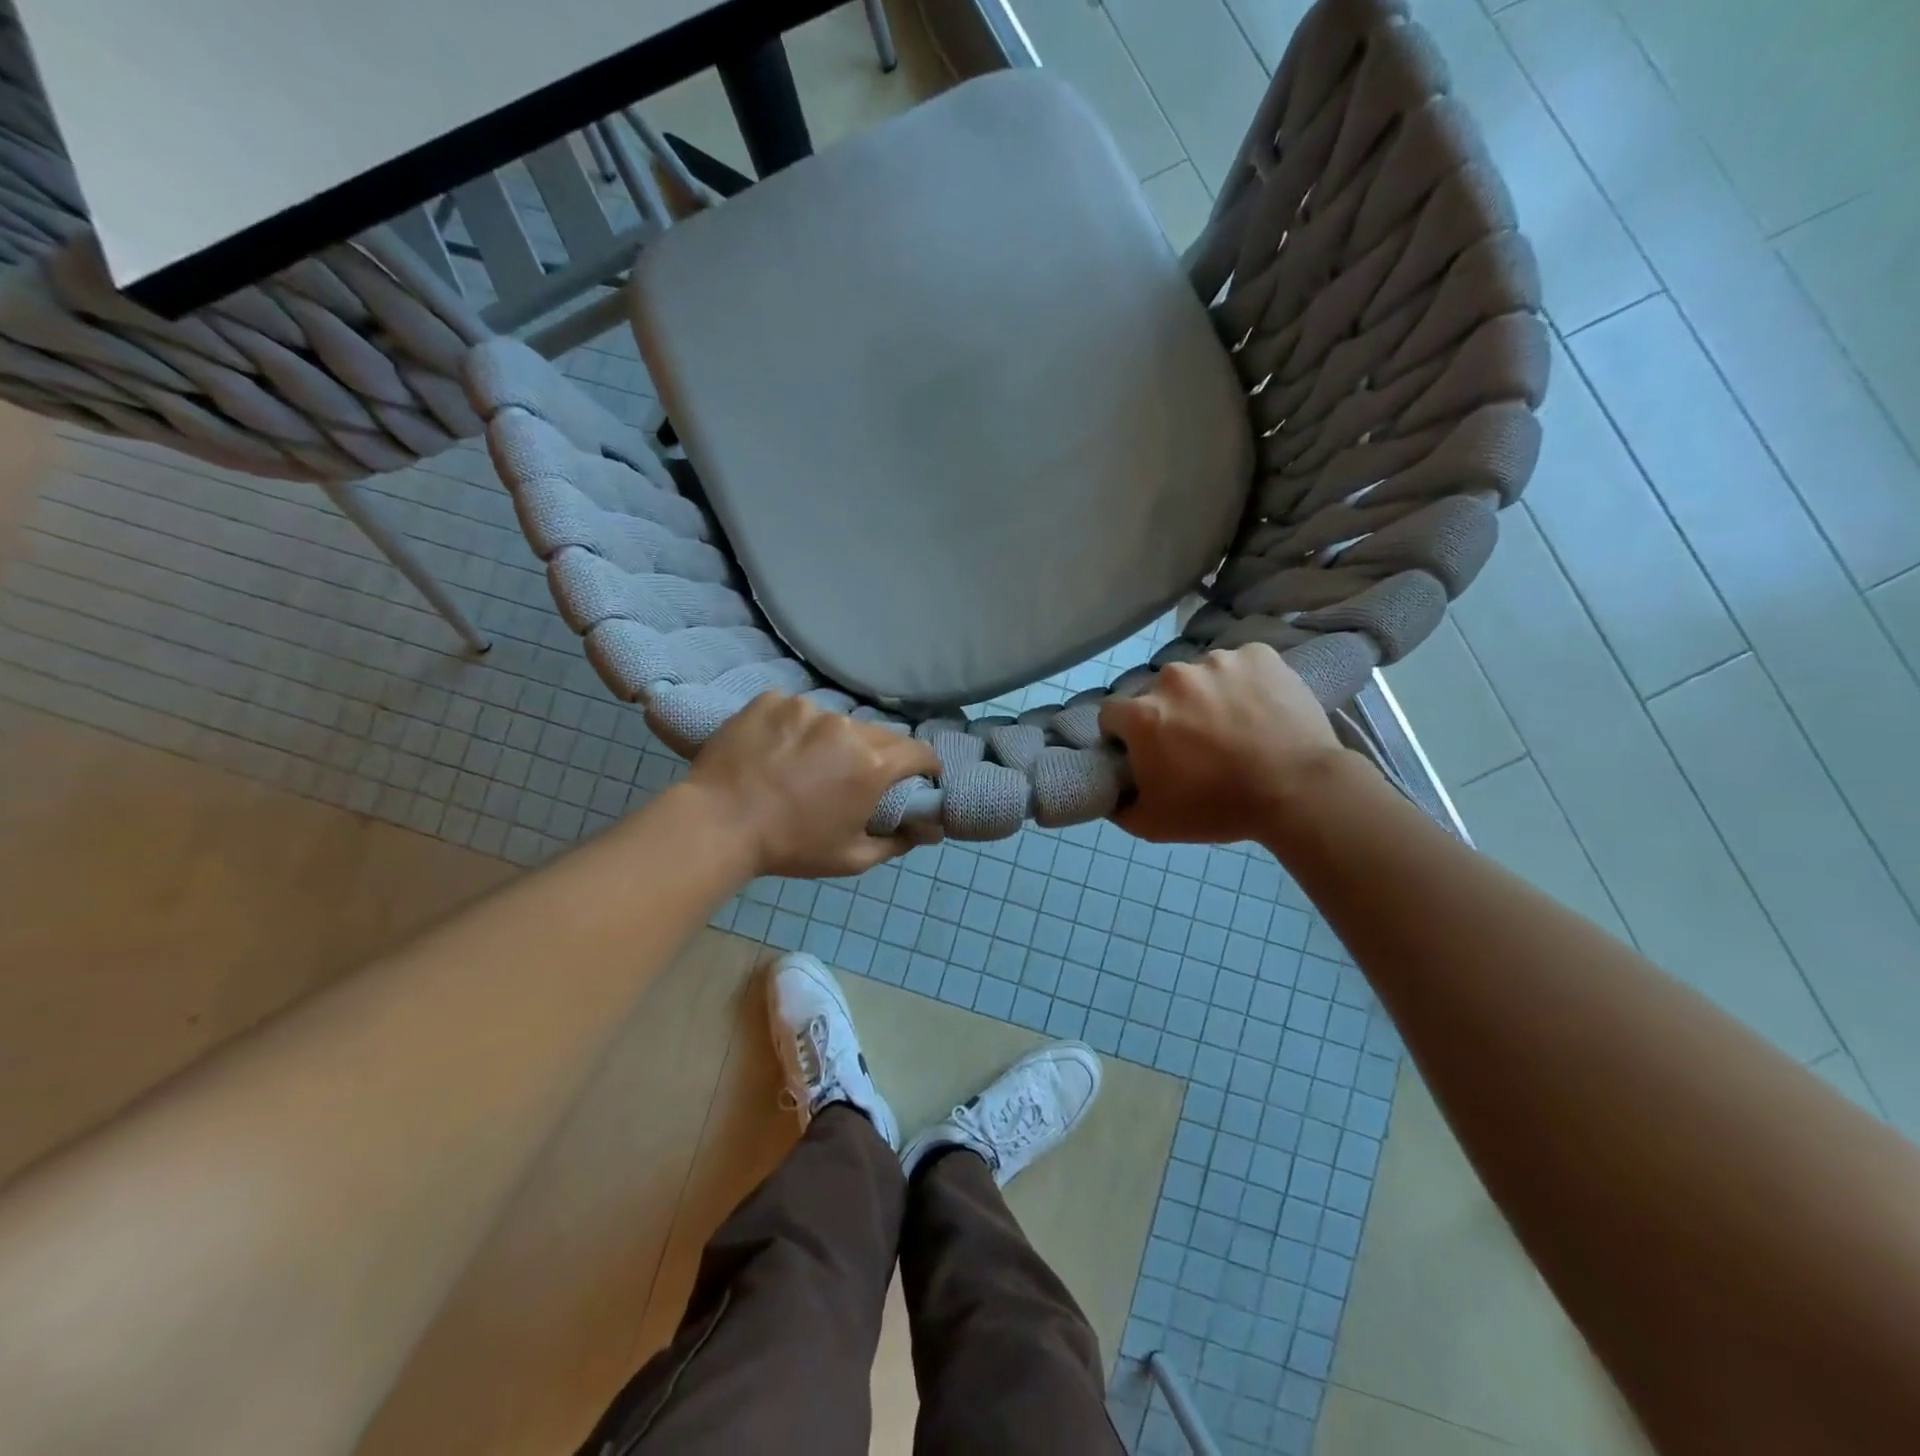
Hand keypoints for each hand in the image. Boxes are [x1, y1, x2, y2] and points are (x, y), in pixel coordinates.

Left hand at [669, 692, 941, 878]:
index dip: (926, 765)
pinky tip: (776, 750)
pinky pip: (796, 711)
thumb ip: (897, 843)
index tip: (920, 775)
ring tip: (807, 764)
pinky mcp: (772, 700)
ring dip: (834, 740)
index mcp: (873, 765)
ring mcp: (807, 709)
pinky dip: (795, 727)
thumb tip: (929, 831)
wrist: (718, 824)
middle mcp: (847, 728)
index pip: (919, 752)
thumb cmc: (790, 847)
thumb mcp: (851, 858)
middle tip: (857, 777)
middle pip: (880, 734)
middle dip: (879, 754)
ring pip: (836, 721)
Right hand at [1098, 643, 1348, 843]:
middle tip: (1193, 743)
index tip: (1144, 752)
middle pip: (1156, 692)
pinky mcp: (1258, 655)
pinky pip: (1239, 664)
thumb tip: (1108, 791)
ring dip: (1206, 695)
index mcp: (1142, 714)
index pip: (1111, 714)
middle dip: (1167, 713)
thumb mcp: (1152, 824)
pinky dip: (1244, 682)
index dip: (1123, 735)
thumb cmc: (1219, 807)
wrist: (1299, 789)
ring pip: (1199, 675)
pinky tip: (1259, 708)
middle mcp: (1172, 678)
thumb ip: (1117, 805)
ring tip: (1233, 725)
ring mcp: (1218, 661)